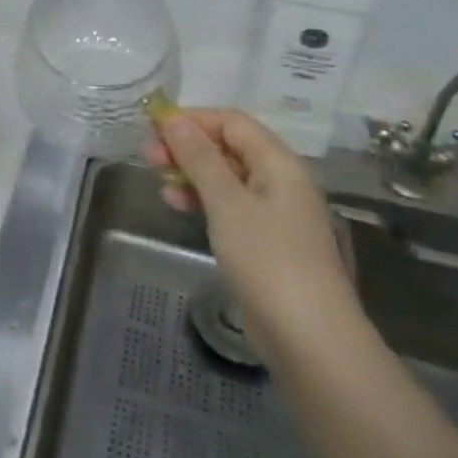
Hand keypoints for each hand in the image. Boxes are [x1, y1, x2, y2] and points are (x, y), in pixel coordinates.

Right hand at [144, 108, 356, 353]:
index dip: (193, 119)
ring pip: (227, 178)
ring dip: (191, 174)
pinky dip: (203, 201)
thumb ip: (199, 158)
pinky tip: (178, 206)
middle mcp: (281, 182)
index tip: (153, 129)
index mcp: (279, 163)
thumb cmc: (267, 258)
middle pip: (229, 148)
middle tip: (147, 156)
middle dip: (187, 147)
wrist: (310, 338)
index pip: (232, 122)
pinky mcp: (267, 244)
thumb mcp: (226, 202)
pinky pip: (230, 207)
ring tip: (157, 182)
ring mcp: (275, 214)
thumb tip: (174, 120)